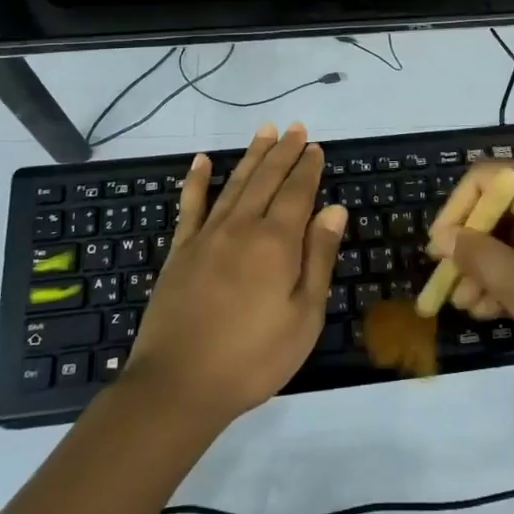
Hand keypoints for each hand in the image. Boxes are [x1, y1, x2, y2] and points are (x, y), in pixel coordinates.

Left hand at [128, 123, 346, 422]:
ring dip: (252, 156)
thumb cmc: (254, 357)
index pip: (297, 192)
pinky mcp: (180, 251)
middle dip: (283, 151)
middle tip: (295, 128)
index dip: (308, 168)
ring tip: (264, 131)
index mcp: (277, 242)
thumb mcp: (304, 316)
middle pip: (267, 179)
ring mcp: (207, 236)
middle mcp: (242, 227)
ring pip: (235, 184)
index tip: (316, 147)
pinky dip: (196, 181)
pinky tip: (201, 161)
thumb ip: (319, 258)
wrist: (178, 385)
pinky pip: (190, 206)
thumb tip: (335, 209)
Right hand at [425, 161, 513, 381]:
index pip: (488, 176)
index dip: (456, 208)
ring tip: (469, 307)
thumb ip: (479, 258)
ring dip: (492, 266)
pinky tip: (498, 309)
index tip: (440, 249)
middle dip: (472, 246)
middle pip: (504, 208)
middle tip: (450, 285)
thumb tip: (448, 238)